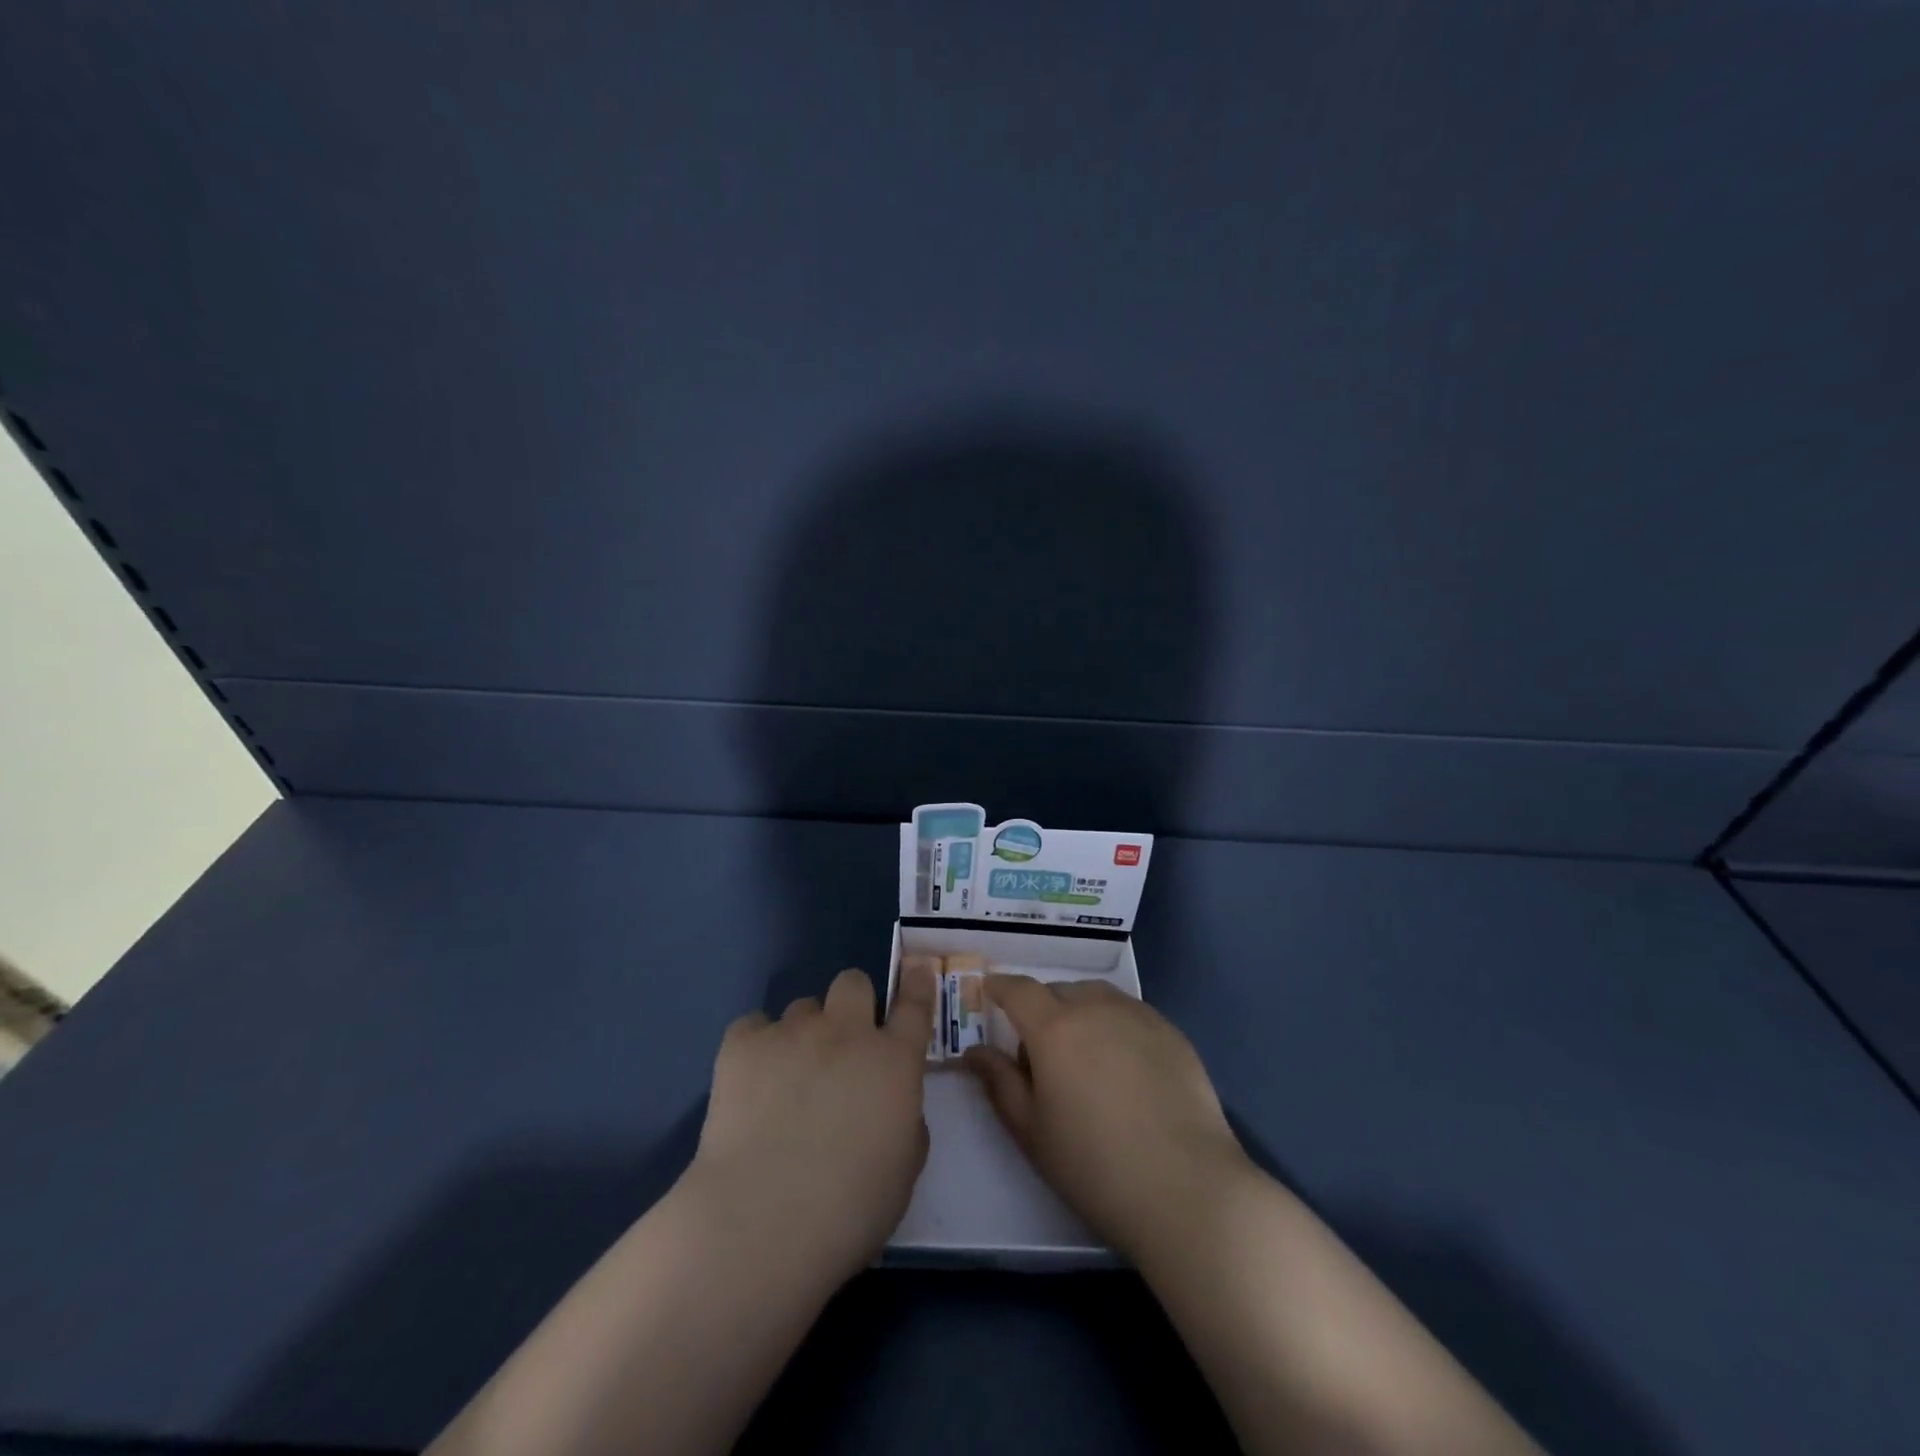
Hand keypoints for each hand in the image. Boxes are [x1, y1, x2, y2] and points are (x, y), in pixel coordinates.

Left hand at [687, 964, 935, 1281]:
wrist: (762, 1220)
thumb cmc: (849, 1209)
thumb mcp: (903, 1169)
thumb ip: (905, 1120)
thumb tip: (889, 1100)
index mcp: (893, 1061)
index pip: (915, 1005)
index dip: (917, 983)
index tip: (917, 969)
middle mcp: (846, 1032)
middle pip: (853, 982)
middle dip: (852, 1003)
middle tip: (842, 1044)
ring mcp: (792, 1033)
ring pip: (803, 1007)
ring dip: (804, 1032)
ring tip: (788, 1079)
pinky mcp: (742, 1045)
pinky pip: (753, 1026)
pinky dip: (757, 1046)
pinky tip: (750, 1083)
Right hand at [963, 974, 1249, 1260]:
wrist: (1186, 1187)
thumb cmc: (1094, 1165)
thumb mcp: (1031, 1131)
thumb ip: (999, 1082)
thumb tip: (975, 1050)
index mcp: (1053, 1027)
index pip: (1018, 990)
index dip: (1000, 987)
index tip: (990, 991)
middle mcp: (1094, 1007)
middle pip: (1058, 991)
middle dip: (1041, 1009)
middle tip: (1041, 1053)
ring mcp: (1138, 1016)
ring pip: (1096, 996)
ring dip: (1079, 1011)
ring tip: (1084, 1056)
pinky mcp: (1171, 1032)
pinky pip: (1130, 1012)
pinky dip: (1114, 1024)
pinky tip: (1124, 1067)